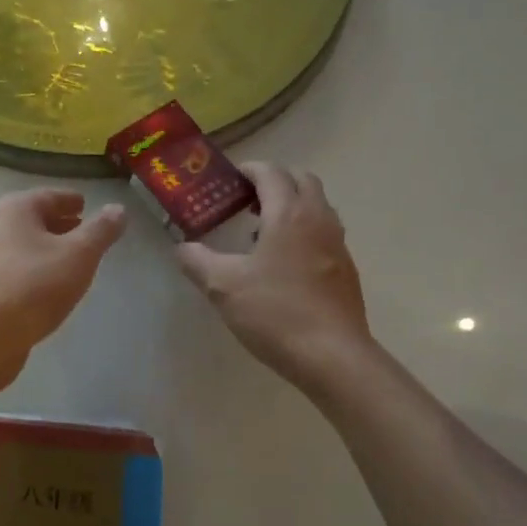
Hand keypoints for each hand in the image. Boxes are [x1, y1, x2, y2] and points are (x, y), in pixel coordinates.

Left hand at [0, 189, 127, 392]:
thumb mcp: (79, 254)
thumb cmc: (35, 284)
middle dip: (58, 225)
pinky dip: (36, 273)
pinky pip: (17, 273)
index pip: (48, 196)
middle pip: (32, 221)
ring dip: (47, 251)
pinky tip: (51, 289)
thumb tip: (118, 209)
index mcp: (14, 210)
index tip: (85, 205)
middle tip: (83, 232)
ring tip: (72, 262)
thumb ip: (101, 231)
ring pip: (24, 248)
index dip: (69, 200)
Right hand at [176, 162, 370, 392]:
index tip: (228, 179)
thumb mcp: (222, 286)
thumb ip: (197, 261)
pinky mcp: (345, 269)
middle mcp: (318, 219)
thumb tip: (181, 247)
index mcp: (288, 214)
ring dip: (291, 206)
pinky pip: (324, 233)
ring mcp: (337, 244)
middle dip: (274, 182)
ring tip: (260, 233)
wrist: (331, 356)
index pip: (271, 172)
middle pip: (301, 180)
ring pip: (316, 206)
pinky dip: (303, 231)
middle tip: (245, 202)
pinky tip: (281, 265)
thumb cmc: (274, 313)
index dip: (248, 169)